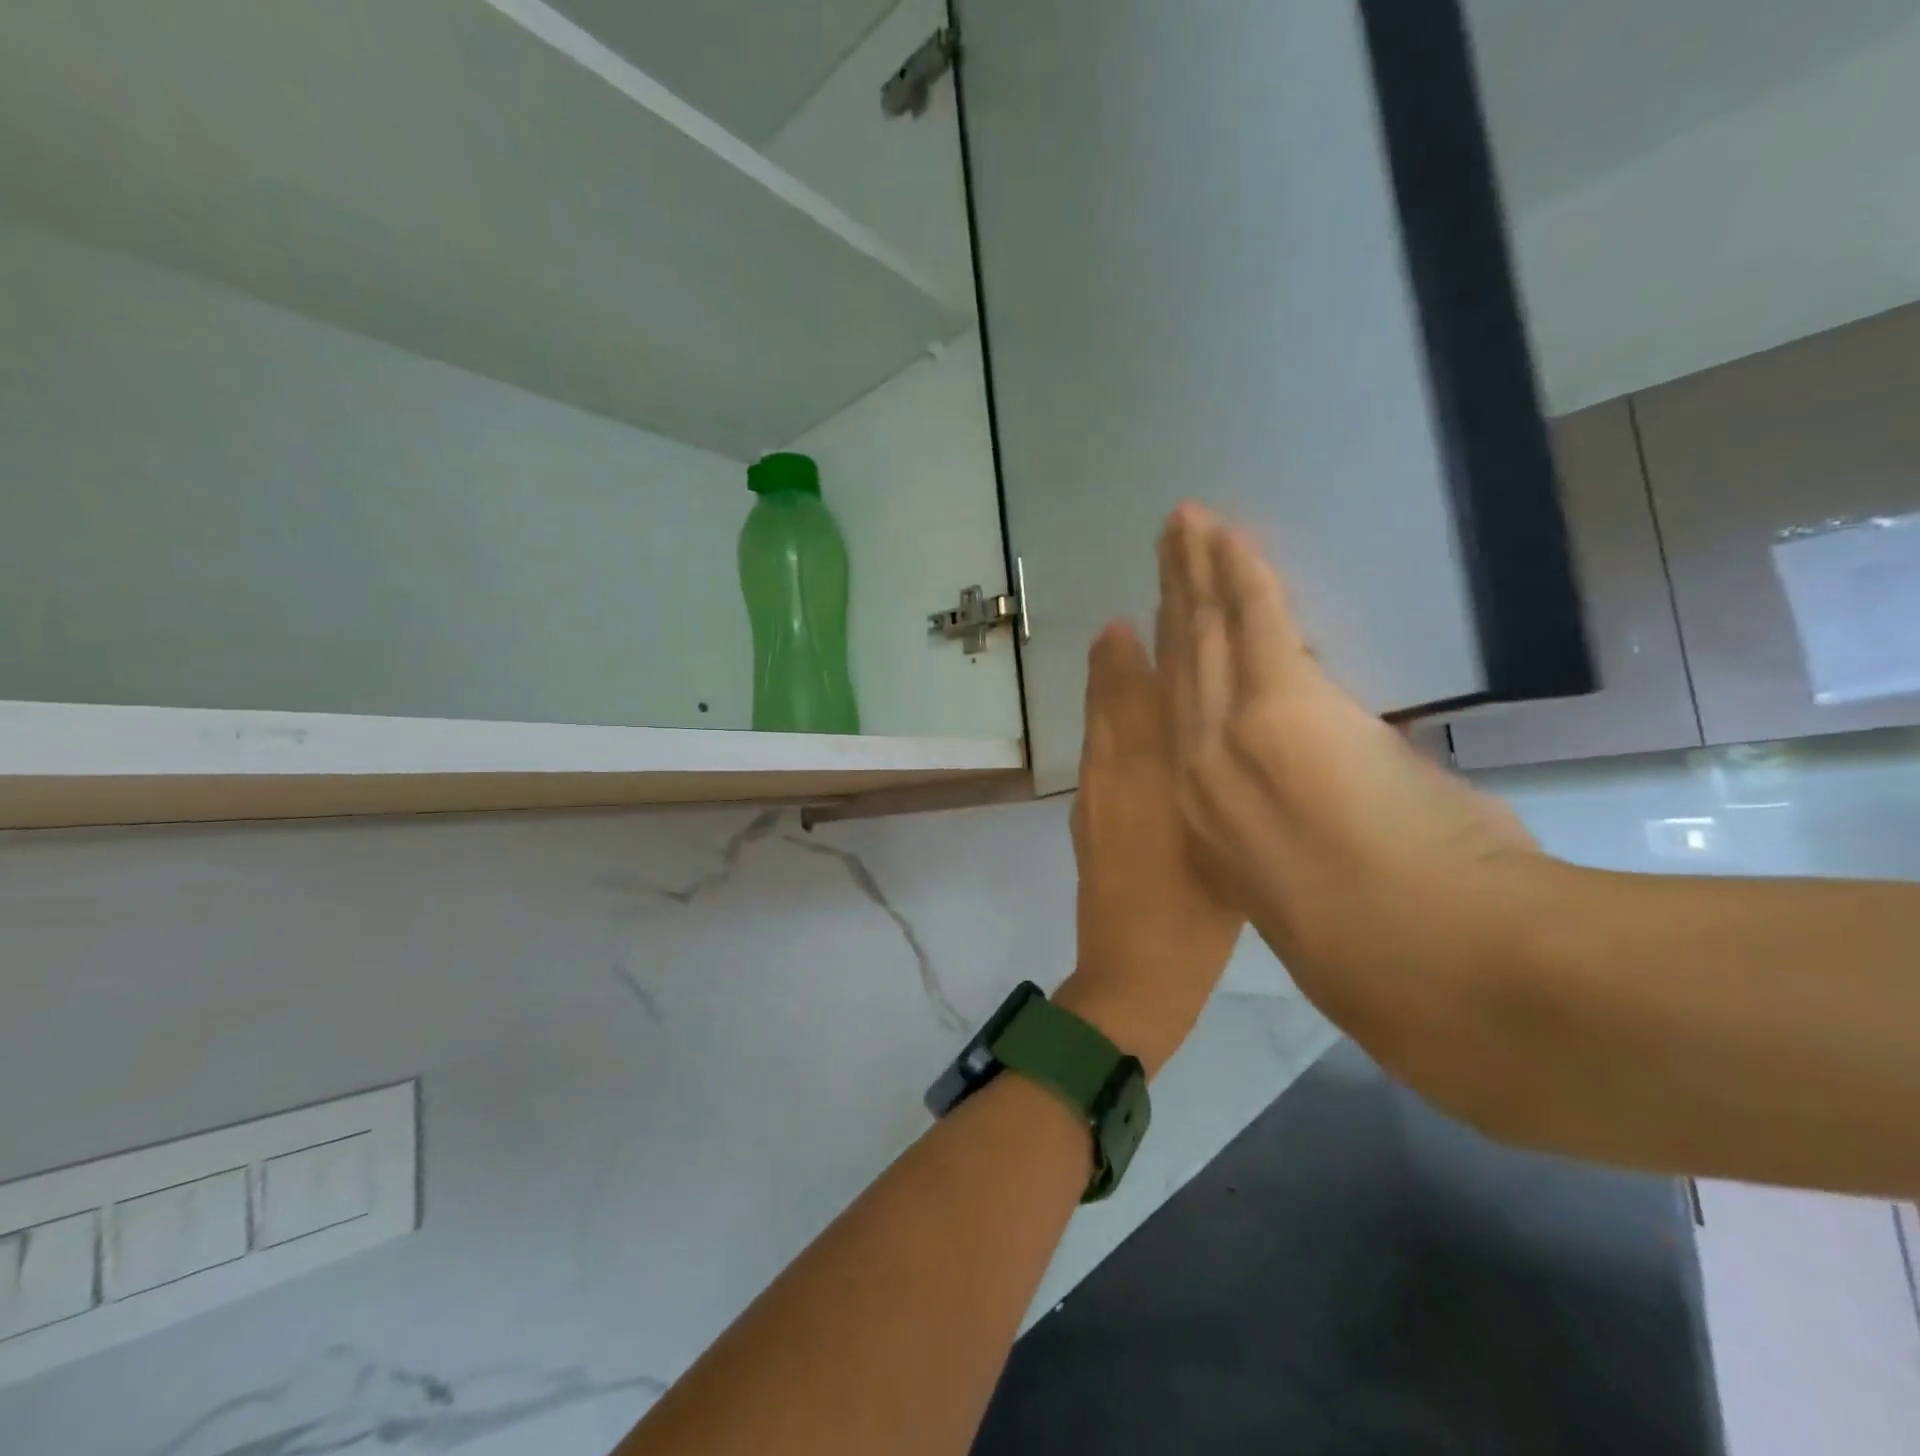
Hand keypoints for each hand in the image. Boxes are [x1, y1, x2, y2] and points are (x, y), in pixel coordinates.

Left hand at [1057, 620, 1244, 1076]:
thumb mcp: (1230, 849)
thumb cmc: (1199, 921)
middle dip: (1118, 652)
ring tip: (1114, 635)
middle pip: (1114, 699)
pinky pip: (1096, 747)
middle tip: (1123, 613)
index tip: (1145, 609)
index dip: (1145, 650)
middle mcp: (1116, 775)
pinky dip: (1102, 715)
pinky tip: (1112, 706)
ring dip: (1106, 678)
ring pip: (1100, 722)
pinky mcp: (1088, 815)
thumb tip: (1236, 733)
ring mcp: (1096, 795)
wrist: (1133, 976)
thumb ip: (1226, 786)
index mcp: (1155, 778)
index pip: (1149, 697)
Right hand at [1153, 504, 1548, 1047]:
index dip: (1170, 664)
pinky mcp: (1280, 706)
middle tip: (1165, 550)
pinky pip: (1252, 619)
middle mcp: (1197, 772)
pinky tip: (1226, 532)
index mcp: (1206, 818)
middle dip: (1173, 602)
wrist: (1436, 970)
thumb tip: (1333, 793)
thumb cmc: (1386, 955)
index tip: (1165, 623)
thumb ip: (1308, 832)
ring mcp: (1229, 738)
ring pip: (1205, 637)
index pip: (1179, 721)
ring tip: (1183, 528)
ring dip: (1196, 575)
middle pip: (1180, 668)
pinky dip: (1239, 571)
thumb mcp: (1321, 888)